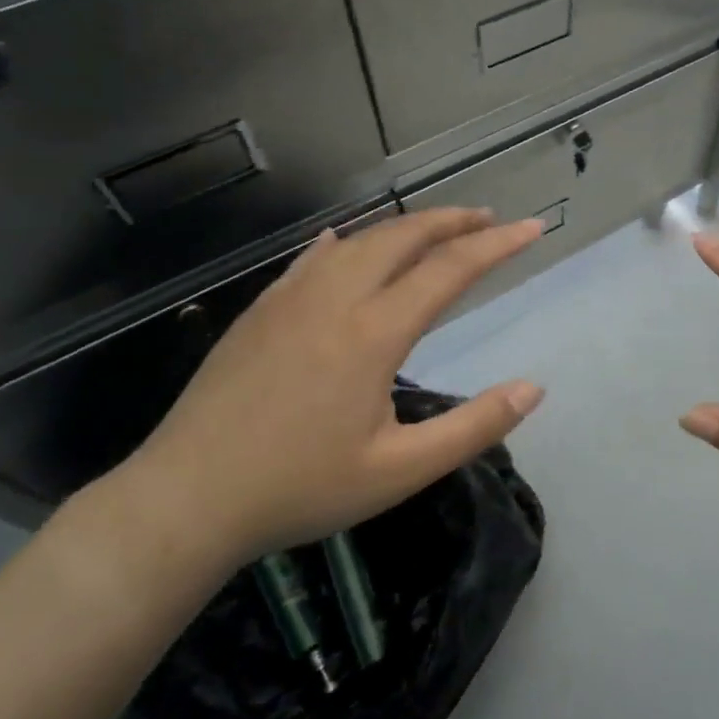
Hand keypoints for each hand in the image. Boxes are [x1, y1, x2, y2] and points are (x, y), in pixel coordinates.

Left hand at [118, 209, 546, 567]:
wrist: (185, 500)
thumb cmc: (300, 489)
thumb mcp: (399, 471)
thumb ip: (473, 427)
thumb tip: (533, 389)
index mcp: (374, 332)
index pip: (450, 269)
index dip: (497, 244)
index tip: (533, 228)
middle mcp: (335, 298)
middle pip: (404, 237)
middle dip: (453, 221)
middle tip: (488, 218)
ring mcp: (291, 299)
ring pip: (359, 241)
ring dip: (404, 227)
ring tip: (434, 230)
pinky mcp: (260, 311)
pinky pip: (312, 258)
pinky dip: (345, 242)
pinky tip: (343, 243)